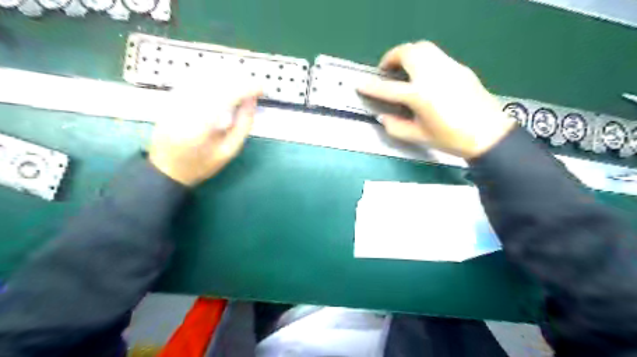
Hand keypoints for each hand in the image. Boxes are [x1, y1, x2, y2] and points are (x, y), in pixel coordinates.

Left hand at [148, 82, 260, 184]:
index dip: (247, 87)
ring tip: (241, 82)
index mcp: (202, 125)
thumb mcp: (229, 150)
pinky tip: (222, 81)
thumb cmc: (201, 164)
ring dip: (226, 74)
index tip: (261, 89)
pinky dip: (210, 76)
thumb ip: (243, 125)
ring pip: (203, 75)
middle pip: (215, 80)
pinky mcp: (171, 97)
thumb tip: (252, 100)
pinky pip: (193, 77)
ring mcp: (175, 99)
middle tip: (253, 86)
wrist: (166, 168)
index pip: (227, 94)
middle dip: (238, 78)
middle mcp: (186, 106)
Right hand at [360, 42, 513, 159]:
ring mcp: (448, 67)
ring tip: (403, 68)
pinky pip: (436, 55)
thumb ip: (396, 127)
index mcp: (420, 96)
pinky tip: (424, 75)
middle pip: (407, 53)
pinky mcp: (459, 67)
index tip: (360, 85)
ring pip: (423, 47)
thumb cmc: (451, 138)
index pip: (389, 89)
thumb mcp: (419, 136)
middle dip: (391, 57)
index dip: (371, 87)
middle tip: (386, 70)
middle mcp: (433, 75)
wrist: (488, 133)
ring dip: (407, 53)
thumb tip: (383, 117)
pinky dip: (423, 58)